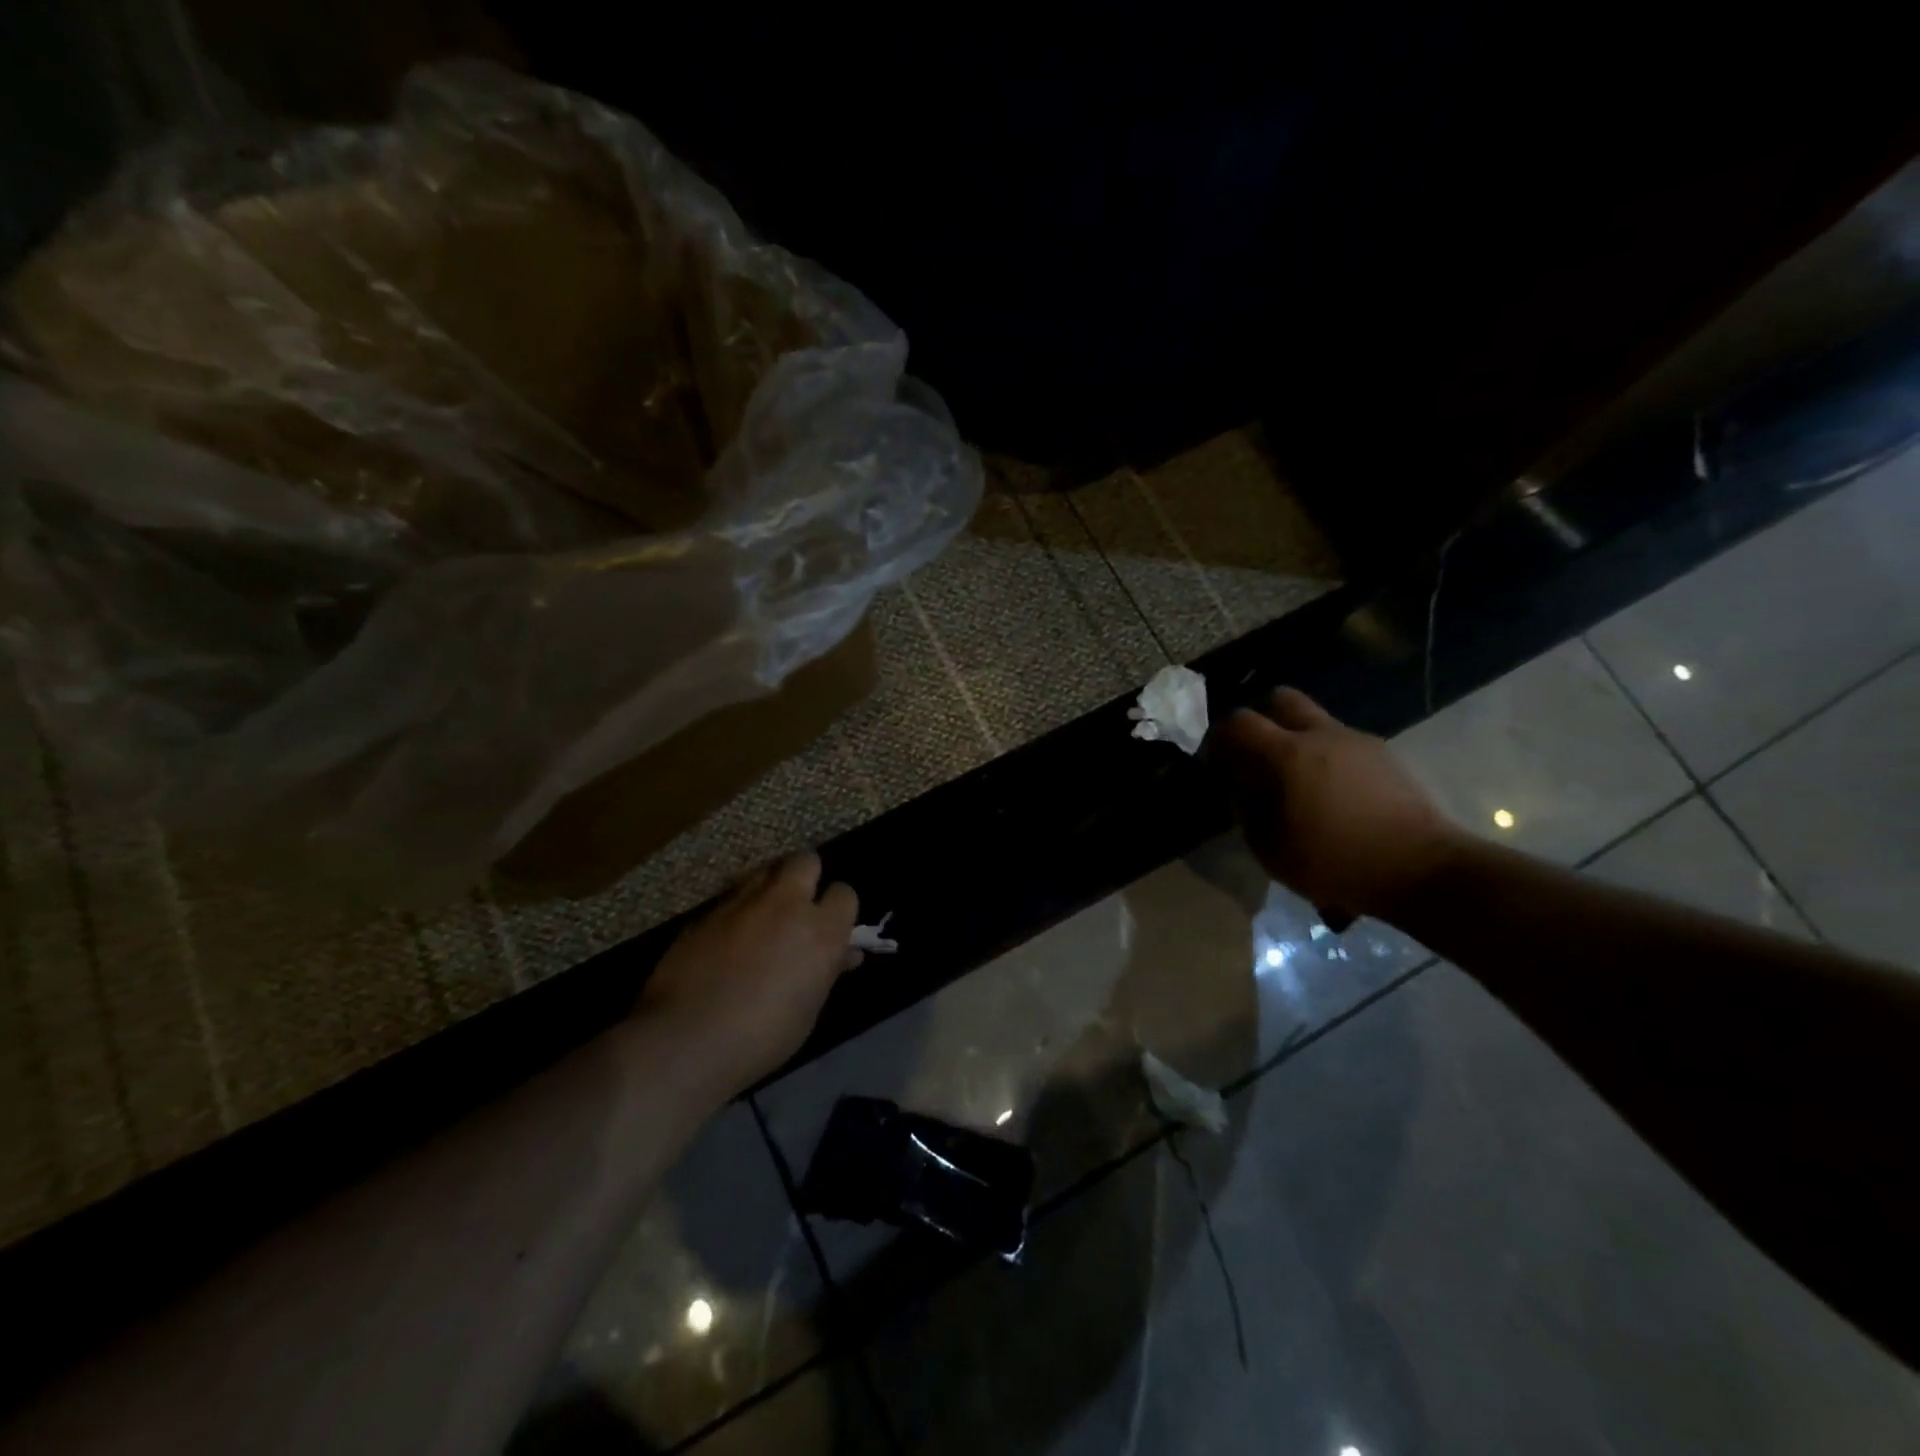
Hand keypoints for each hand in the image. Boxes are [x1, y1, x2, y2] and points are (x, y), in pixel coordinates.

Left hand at [635, 854, 859, 1094]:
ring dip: (771, 887)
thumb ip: (826, 971)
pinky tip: (728, 937)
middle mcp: (785, 904)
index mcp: (820, 931)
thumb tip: (844, 954)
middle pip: (806, 861)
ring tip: (764, 916)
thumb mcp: (808, 1009)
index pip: (844, 893)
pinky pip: (732, 896)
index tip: (830, 928)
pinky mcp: (707, 911)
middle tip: (799, 908)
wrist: (685, 1039)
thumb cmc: (761, 1037)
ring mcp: (742, 903)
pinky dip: (738, 909)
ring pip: (766, 871)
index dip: (838, 909)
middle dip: (807, 878)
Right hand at [1211, 688, 1462, 924]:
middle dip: (1262, 719)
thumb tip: (1242, 788)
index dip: (1221, 736)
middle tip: (1258, 756)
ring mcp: (1359, 742)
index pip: (1240, 721)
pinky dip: (1327, 759)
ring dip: (1297, 742)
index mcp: (1288, 755)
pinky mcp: (1386, 757)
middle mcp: (1323, 736)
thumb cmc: (1337, 862)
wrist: (1423, 870)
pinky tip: (1334, 798)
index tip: (1219, 762)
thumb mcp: (1271, 849)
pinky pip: (1343, 744)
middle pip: (1281, 699)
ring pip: (1316, 723)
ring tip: (1299, 785)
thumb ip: (1247, 810)